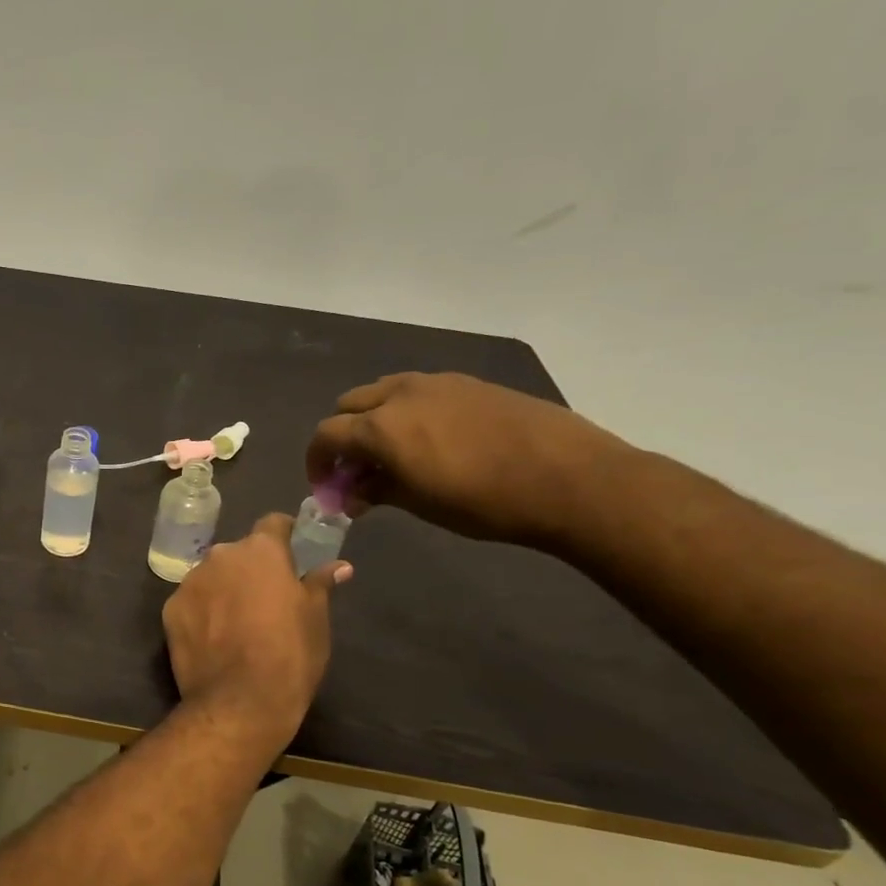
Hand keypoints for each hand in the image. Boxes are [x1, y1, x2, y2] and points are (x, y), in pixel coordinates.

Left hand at [161, 514, 349, 756]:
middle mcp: (220, 556)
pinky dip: (202, 612)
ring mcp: (190, 582)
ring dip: (223, 589)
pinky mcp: (170, 610)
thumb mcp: (316, 619)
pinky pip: (191, 602)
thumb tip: (339, 566)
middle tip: (266, 598)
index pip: (273, 524)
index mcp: (260, 551)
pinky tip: (213, 638)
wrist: (239, 702)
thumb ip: (320, 583)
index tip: (292, 550)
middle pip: (238, 554)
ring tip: (237, 622)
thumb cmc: (290, 655)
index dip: (284, 534)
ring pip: (212, 577)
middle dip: (251, 569)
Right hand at [304, 371, 632, 544]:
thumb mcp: (419, 503)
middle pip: (348, 406)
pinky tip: (430, 439)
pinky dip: (405, 411)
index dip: (316, 461)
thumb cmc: (484, 501)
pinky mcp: (467, 382)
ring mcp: (436, 382)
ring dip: (372, 419)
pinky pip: (418, 390)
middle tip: (354, 469)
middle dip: (341, 436)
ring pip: (382, 392)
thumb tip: (350, 495)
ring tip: (391, 452)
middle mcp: (400, 394)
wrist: (569, 477)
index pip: (325, 435)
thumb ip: (376, 491)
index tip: (325, 486)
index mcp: (381, 427)